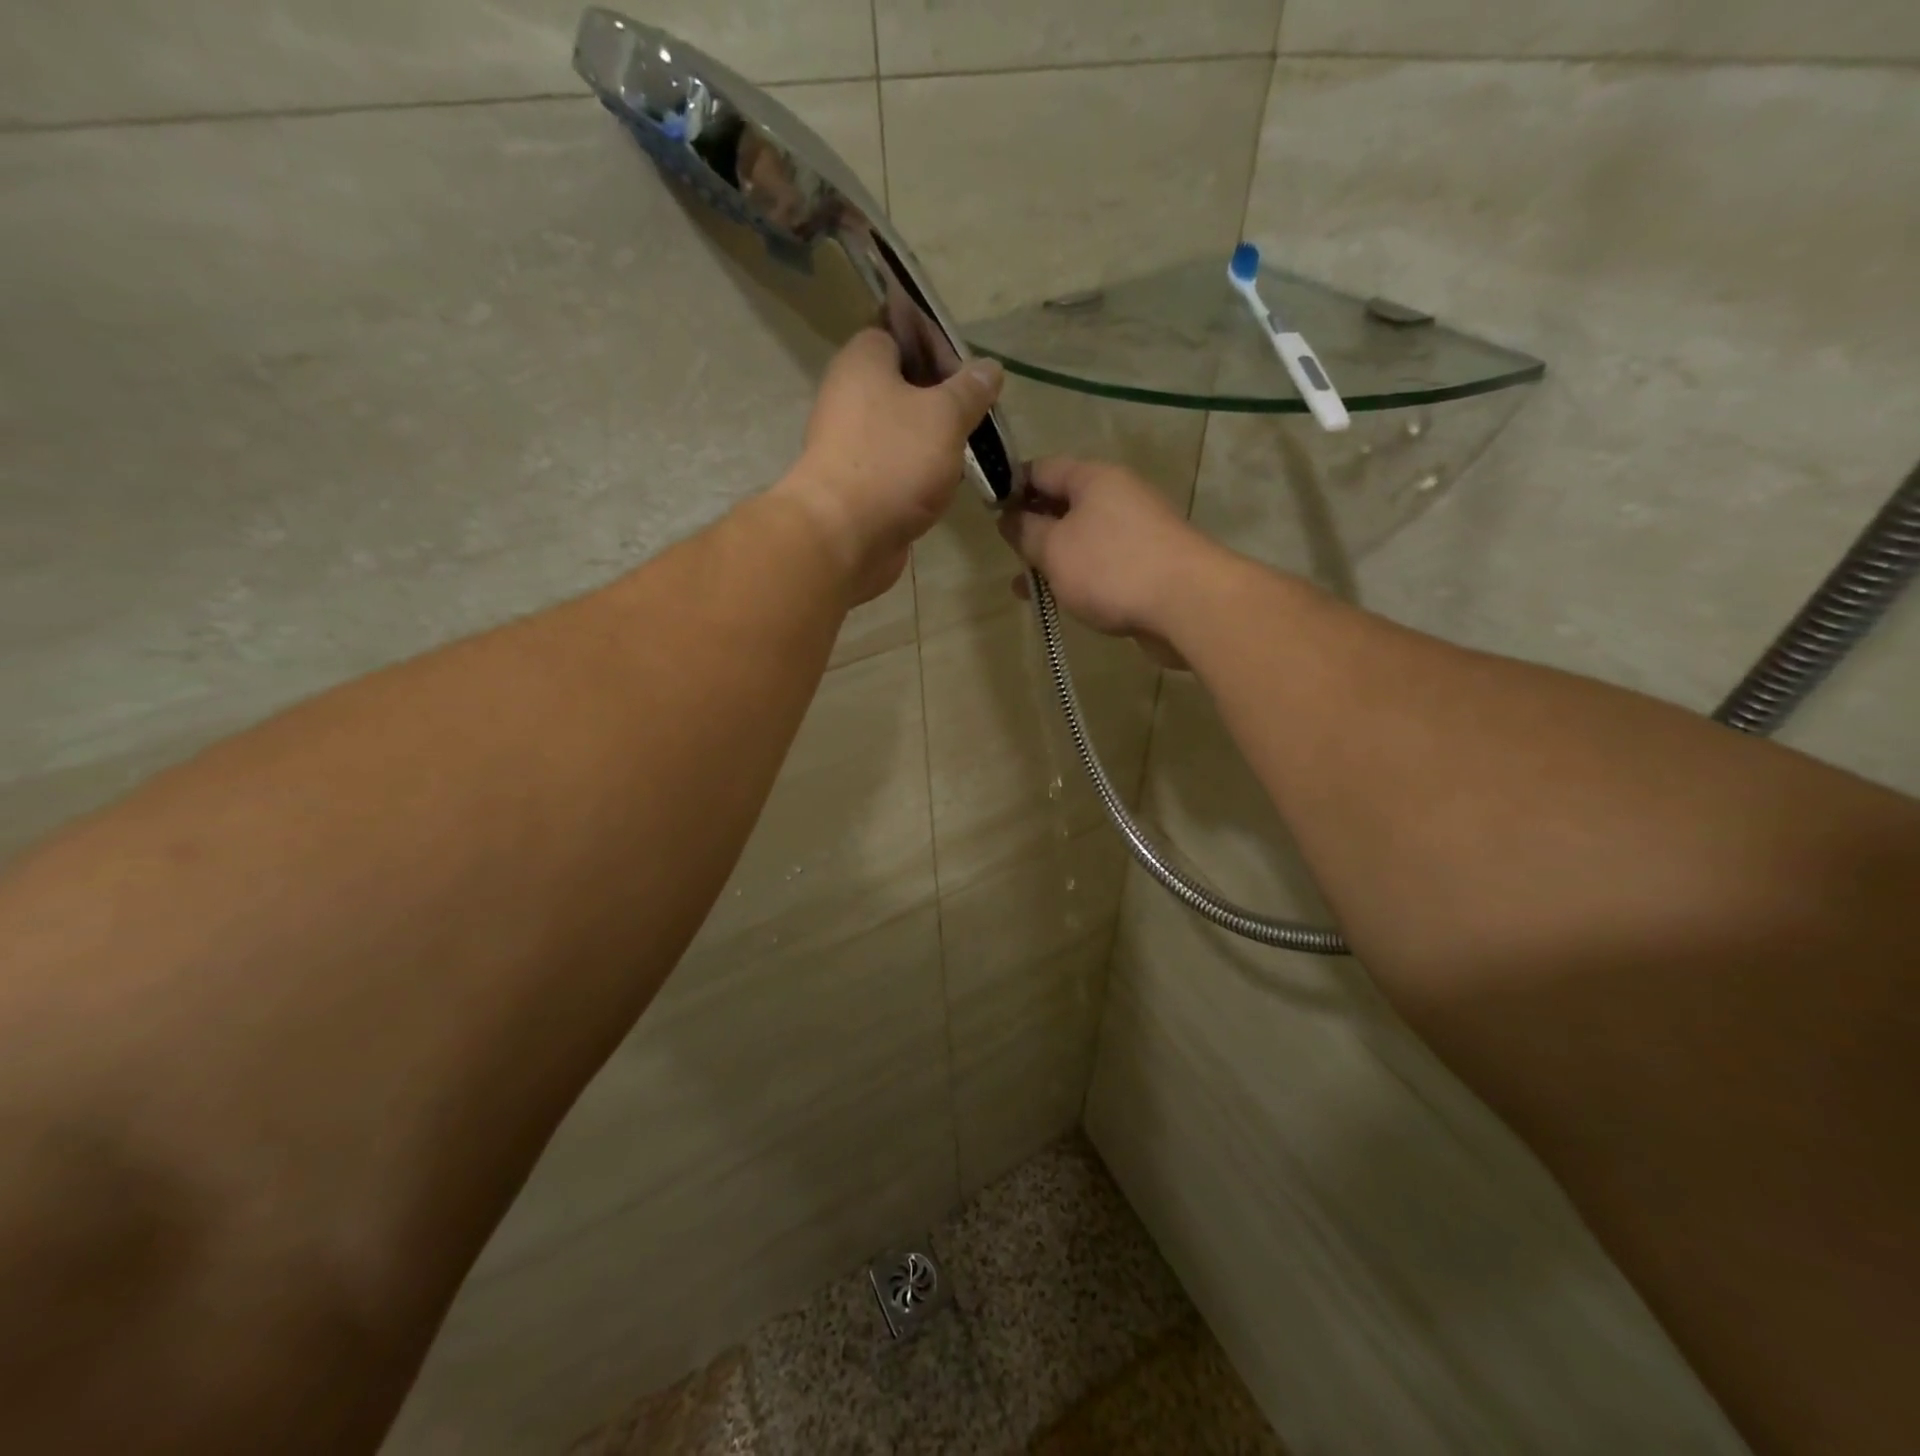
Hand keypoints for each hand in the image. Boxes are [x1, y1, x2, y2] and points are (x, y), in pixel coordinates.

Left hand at [775, 328, 1003, 601]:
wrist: (844, 536)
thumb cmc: (893, 461)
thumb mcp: (945, 415)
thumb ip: (970, 390)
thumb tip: (990, 367)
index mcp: (863, 361)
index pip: (900, 332)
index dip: (938, 345)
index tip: (971, 371)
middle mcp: (850, 395)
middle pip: (904, 384)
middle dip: (943, 398)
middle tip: (980, 413)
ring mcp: (851, 443)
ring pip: (902, 429)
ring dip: (935, 439)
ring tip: (973, 449)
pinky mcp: (858, 484)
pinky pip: (896, 466)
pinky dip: (920, 471)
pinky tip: (949, 482)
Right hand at [997, 457, 1221, 663]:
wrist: (1188, 604)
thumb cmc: (1111, 567)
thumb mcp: (1054, 548)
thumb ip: (1025, 531)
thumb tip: (1009, 517)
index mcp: (1093, 478)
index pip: (1042, 469)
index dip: (1011, 486)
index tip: (990, 513)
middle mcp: (1118, 496)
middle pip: (1064, 504)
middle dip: (1033, 529)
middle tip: (1007, 555)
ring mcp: (1136, 531)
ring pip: (1082, 538)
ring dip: (1053, 559)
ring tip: (1024, 589)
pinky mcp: (1148, 564)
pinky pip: (1102, 564)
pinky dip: (1078, 577)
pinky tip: (1062, 601)